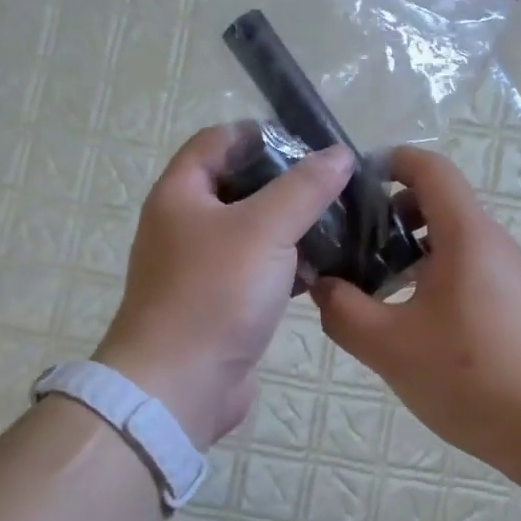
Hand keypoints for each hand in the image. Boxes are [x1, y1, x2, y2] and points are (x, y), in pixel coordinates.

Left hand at [96, 124, 353, 446]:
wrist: (179, 386)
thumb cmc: (215, 293)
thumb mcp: (264, 229)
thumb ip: (304, 188)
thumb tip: (339, 155)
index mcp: (181, 193)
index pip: (218, 140)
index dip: (261, 134)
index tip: (309, 144)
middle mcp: (185, 224)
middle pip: (239, 186)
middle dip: (286, 183)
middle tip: (334, 186)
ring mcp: (201, 267)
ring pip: (253, 232)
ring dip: (292, 226)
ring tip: (341, 224)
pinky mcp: (220, 303)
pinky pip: (257, 271)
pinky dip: (287, 266)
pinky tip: (323, 270)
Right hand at [311, 147, 520, 471]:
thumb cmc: (473, 375)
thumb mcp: (390, 346)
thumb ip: (343, 312)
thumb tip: (322, 286)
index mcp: (466, 234)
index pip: (429, 168)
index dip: (389, 162)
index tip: (349, 187)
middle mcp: (492, 243)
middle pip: (438, 204)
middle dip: (389, 216)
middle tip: (349, 248)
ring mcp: (510, 276)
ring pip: (451, 243)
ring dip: (409, 254)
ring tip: (372, 291)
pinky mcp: (517, 307)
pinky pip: (467, 273)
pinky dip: (432, 280)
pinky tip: (412, 326)